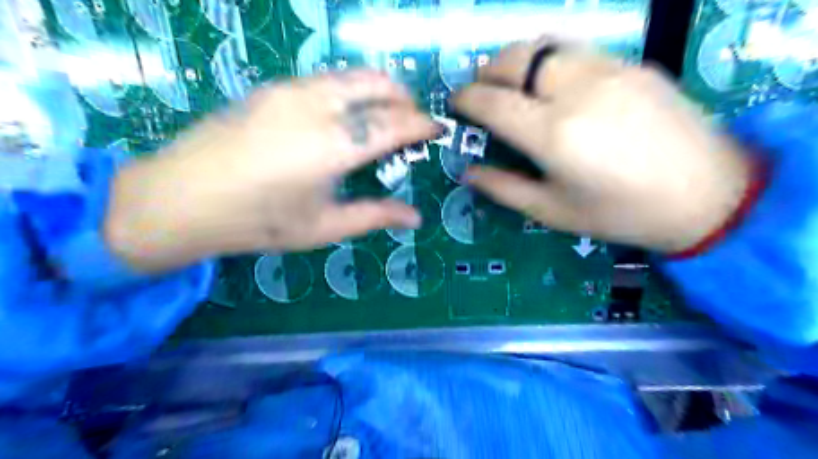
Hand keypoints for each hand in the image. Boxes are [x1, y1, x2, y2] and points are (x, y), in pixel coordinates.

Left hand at [108, 71, 440, 271]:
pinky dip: (351, 90)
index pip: (394, 123)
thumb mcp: (323, 227)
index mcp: (333, 146)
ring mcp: (291, 90)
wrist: (180, 198)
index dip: (422, 124)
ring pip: (351, 75)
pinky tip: (344, 116)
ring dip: (378, 90)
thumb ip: (374, 216)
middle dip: (405, 99)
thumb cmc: (258, 221)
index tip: (438, 130)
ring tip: (383, 118)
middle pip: (377, 84)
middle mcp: (316, 107)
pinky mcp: (272, 87)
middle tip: (412, 124)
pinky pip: (327, 79)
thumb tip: (416, 218)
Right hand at [454, 39, 752, 252]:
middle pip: (516, 59)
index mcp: (553, 135)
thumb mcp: (553, 212)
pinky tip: (552, 82)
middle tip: (479, 90)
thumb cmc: (620, 214)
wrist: (707, 195)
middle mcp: (577, 92)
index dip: (466, 98)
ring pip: (546, 45)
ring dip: (517, 59)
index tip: (455, 103)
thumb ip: (504, 189)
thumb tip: (468, 172)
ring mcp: (609, 71)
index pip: (493, 102)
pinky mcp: (633, 65)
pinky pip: (577, 50)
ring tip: (509, 80)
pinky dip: (550, 60)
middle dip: (487, 71)